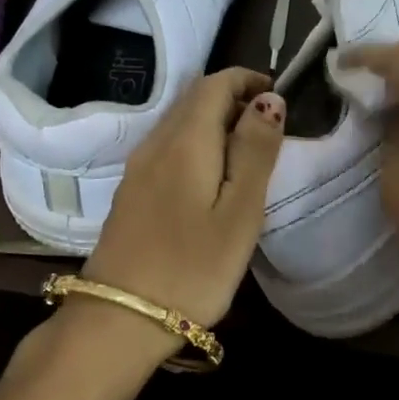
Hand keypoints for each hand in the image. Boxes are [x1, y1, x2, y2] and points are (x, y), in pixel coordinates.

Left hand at [78, 68, 285, 358]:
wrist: (118, 319)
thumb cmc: (192, 267)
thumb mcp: (240, 211)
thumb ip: (256, 151)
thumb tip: (269, 100)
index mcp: (185, 140)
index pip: (215, 83)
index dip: (248, 80)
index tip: (279, 96)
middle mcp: (155, 143)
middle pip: (194, 98)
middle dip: (234, 98)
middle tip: (270, 126)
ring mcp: (137, 169)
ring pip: (180, 123)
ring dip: (215, 121)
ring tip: (248, 152)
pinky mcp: (131, 193)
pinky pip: (168, 148)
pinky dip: (197, 144)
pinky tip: (213, 179)